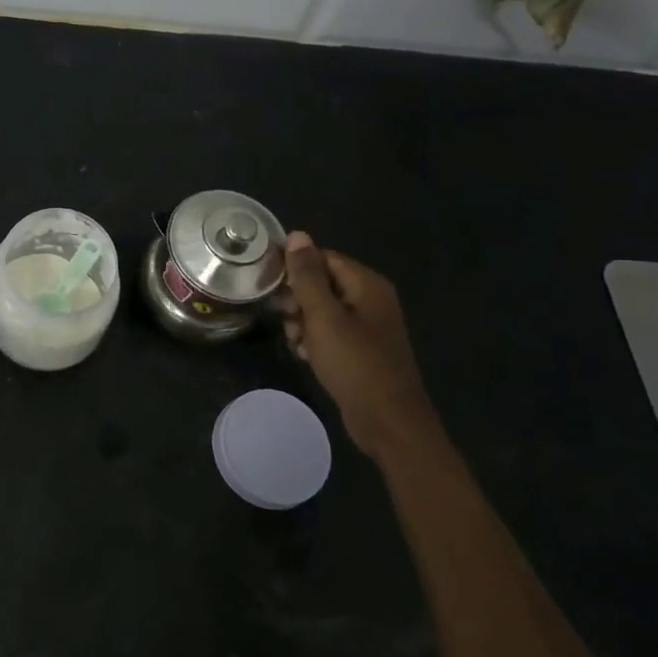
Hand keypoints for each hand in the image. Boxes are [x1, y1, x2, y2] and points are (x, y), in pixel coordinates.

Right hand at [274, 232, 440, 463]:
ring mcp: (367, 326)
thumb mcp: (324, 317)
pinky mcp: (360, 349)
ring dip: (302, 323)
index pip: (322, 258)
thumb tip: (297, 234)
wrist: (388, 421)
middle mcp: (370, 299)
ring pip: (321, 310)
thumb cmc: (355, 364)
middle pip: (321, 283)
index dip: (294, 268)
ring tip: (296, 343)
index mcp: (366, 284)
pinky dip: (314, 340)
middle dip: (297, 300)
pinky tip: (306, 356)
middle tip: (285, 319)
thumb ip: (307, 276)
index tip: (269, 286)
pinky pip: (329, 332)